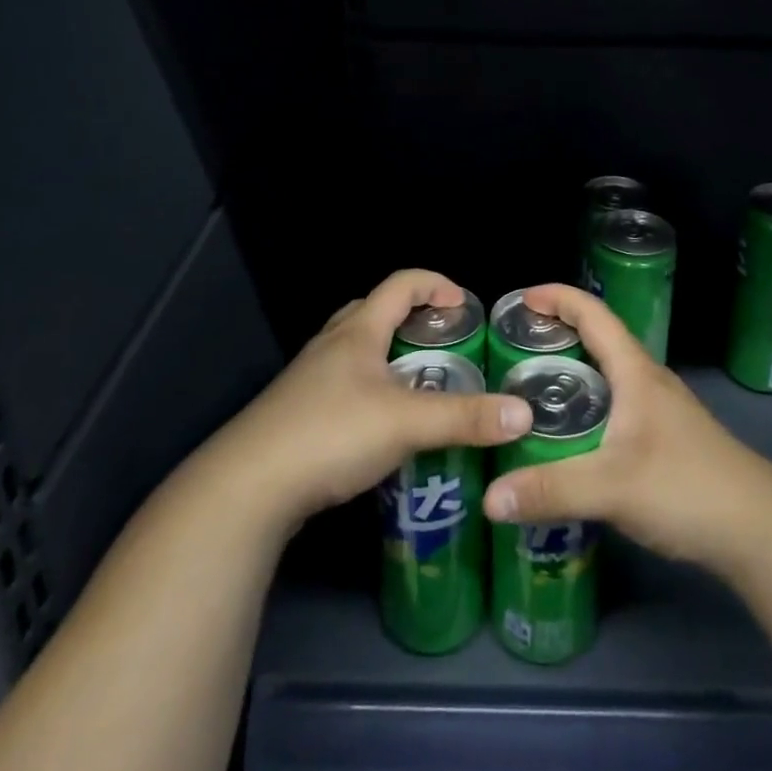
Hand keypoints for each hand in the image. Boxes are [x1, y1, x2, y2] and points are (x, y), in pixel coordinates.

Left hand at [217, 269, 531, 532]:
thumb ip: (466, 418)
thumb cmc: (331, 433)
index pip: (401, 284)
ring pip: (356, 351)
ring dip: (389, 356)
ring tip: (419, 384)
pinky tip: (383, 426)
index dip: (435, 284)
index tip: (464, 304)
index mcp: (358, 331)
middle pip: (373, 311)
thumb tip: (524, 414)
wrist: (248, 486)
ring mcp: (308, 379)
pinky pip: (343, 385)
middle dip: (410, 317)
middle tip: (442, 341)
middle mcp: (331, 345)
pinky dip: (370, 389)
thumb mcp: (406, 423)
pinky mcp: (297, 414)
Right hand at [482, 284, 771, 570]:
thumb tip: (489, 498)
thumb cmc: (688, 487)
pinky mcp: (665, 441)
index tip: (522, 297)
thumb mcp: (613, 487)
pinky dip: (587, 406)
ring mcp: (660, 412)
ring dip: (572, 372)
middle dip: (557, 334)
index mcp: (636, 372)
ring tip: (530, 389)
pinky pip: (615, 407)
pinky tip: (570, 437)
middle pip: (598, 340)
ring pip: (608, 376)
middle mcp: (648, 382)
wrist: (762, 531)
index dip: (559, 297)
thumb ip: (550, 490)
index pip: (594, 314)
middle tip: (514, 347)